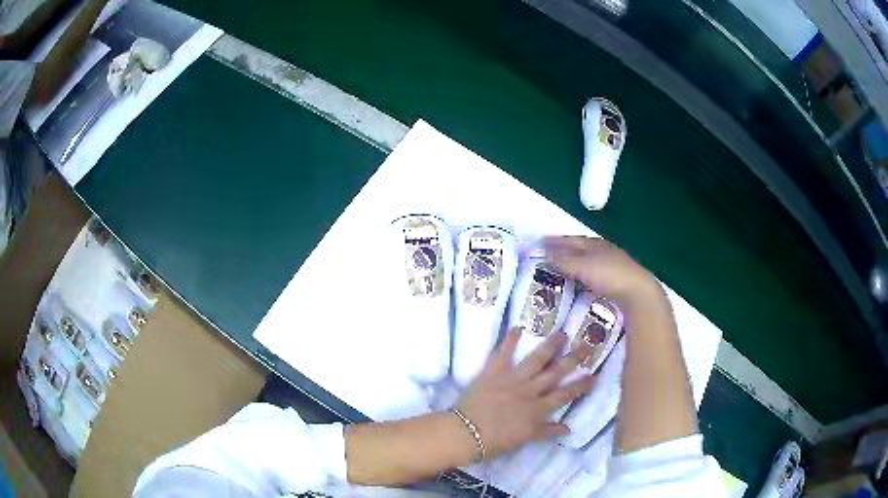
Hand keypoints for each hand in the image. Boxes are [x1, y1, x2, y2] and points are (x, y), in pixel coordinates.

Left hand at [456, 328, 595, 459]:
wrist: (466, 434)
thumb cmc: (495, 441)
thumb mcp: (525, 439)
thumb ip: (546, 431)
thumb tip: (567, 429)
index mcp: (538, 410)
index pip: (565, 395)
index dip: (581, 385)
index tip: (594, 374)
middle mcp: (530, 391)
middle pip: (556, 373)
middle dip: (573, 359)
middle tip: (587, 345)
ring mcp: (512, 379)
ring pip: (536, 360)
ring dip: (550, 346)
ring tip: (562, 333)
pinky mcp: (493, 372)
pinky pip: (503, 353)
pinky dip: (510, 340)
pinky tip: (518, 327)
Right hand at [544, 236, 664, 311]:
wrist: (637, 292)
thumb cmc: (610, 274)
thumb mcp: (583, 267)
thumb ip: (564, 262)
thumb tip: (545, 256)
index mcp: (595, 244)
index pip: (571, 240)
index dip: (556, 241)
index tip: (542, 241)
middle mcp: (603, 251)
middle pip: (580, 249)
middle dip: (565, 251)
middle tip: (549, 256)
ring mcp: (611, 266)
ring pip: (588, 263)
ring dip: (574, 265)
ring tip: (561, 271)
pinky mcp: (616, 280)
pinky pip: (594, 276)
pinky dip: (583, 277)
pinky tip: (579, 284)